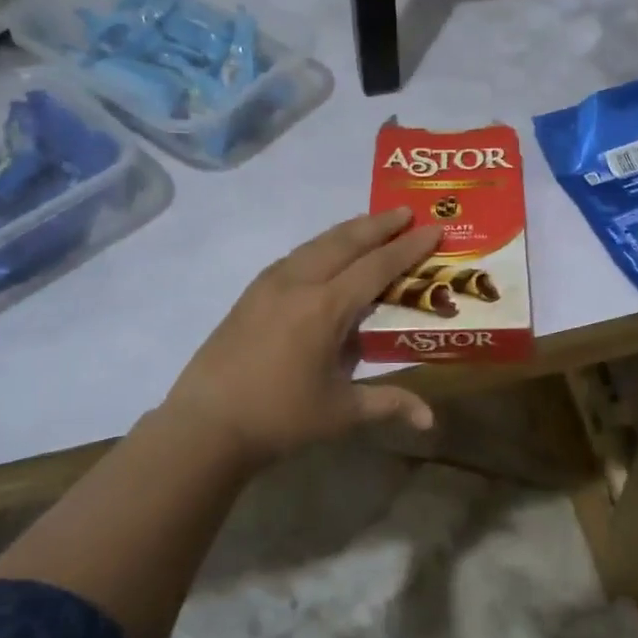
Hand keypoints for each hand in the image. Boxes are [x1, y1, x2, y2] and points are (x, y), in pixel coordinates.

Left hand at [159, 208, 441, 468]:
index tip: (432, 229)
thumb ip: (389, 403)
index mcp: (326, 308)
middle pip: (345, 241)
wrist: (205, 425)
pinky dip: (321, 245)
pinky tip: (326, 253)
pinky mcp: (251, 293)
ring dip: (348, 230)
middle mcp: (299, 284)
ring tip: (371, 223)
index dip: (408, 247)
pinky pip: (296, 256)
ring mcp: (270, 284)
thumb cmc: (279, 419)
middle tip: (405, 211)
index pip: (377, 267)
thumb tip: (430, 420)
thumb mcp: (341, 412)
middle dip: (379, 224)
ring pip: (317, 243)